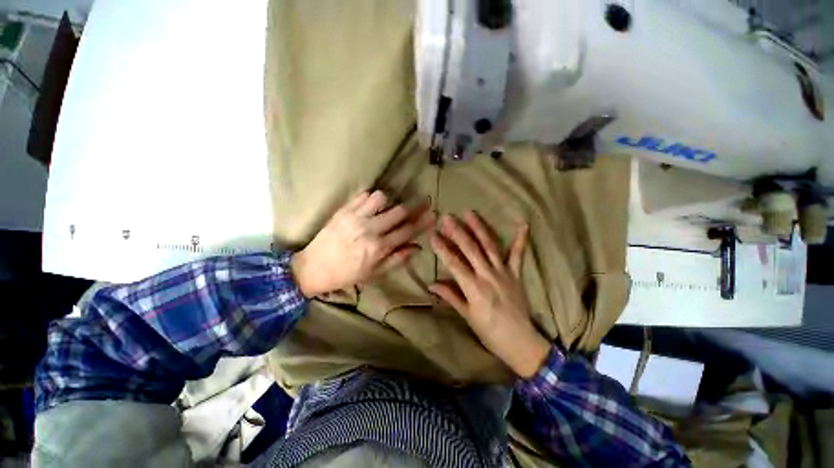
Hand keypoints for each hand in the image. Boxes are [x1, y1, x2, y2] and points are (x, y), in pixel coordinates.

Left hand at [291, 190, 434, 296]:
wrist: (313, 268)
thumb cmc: (347, 274)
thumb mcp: (375, 273)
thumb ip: (397, 259)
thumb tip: (417, 247)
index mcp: (379, 247)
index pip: (407, 231)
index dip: (423, 222)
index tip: (434, 214)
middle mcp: (370, 229)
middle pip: (399, 211)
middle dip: (416, 205)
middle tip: (425, 200)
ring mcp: (355, 217)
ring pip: (381, 198)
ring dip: (391, 201)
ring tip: (390, 207)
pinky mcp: (343, 210)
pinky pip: (363, 196)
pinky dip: (372, 198)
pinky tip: (373, 205)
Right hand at [429, 212, 549, 378]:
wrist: (520, 341)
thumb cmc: (489, 331)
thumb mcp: (467, 316)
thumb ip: (451, 296)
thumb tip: (432, 284)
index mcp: (473, 287)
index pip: (454, 263)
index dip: (442, 248)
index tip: (433, 235)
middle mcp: (488, 275)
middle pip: (470, 249)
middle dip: (457, 232)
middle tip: (447, 217)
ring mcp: (503, 272)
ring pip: (489, 246)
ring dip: (479, 228)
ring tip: (470, 213)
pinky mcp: (516, 274)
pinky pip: (518, 255)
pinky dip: (520, 240)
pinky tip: (523, 225)